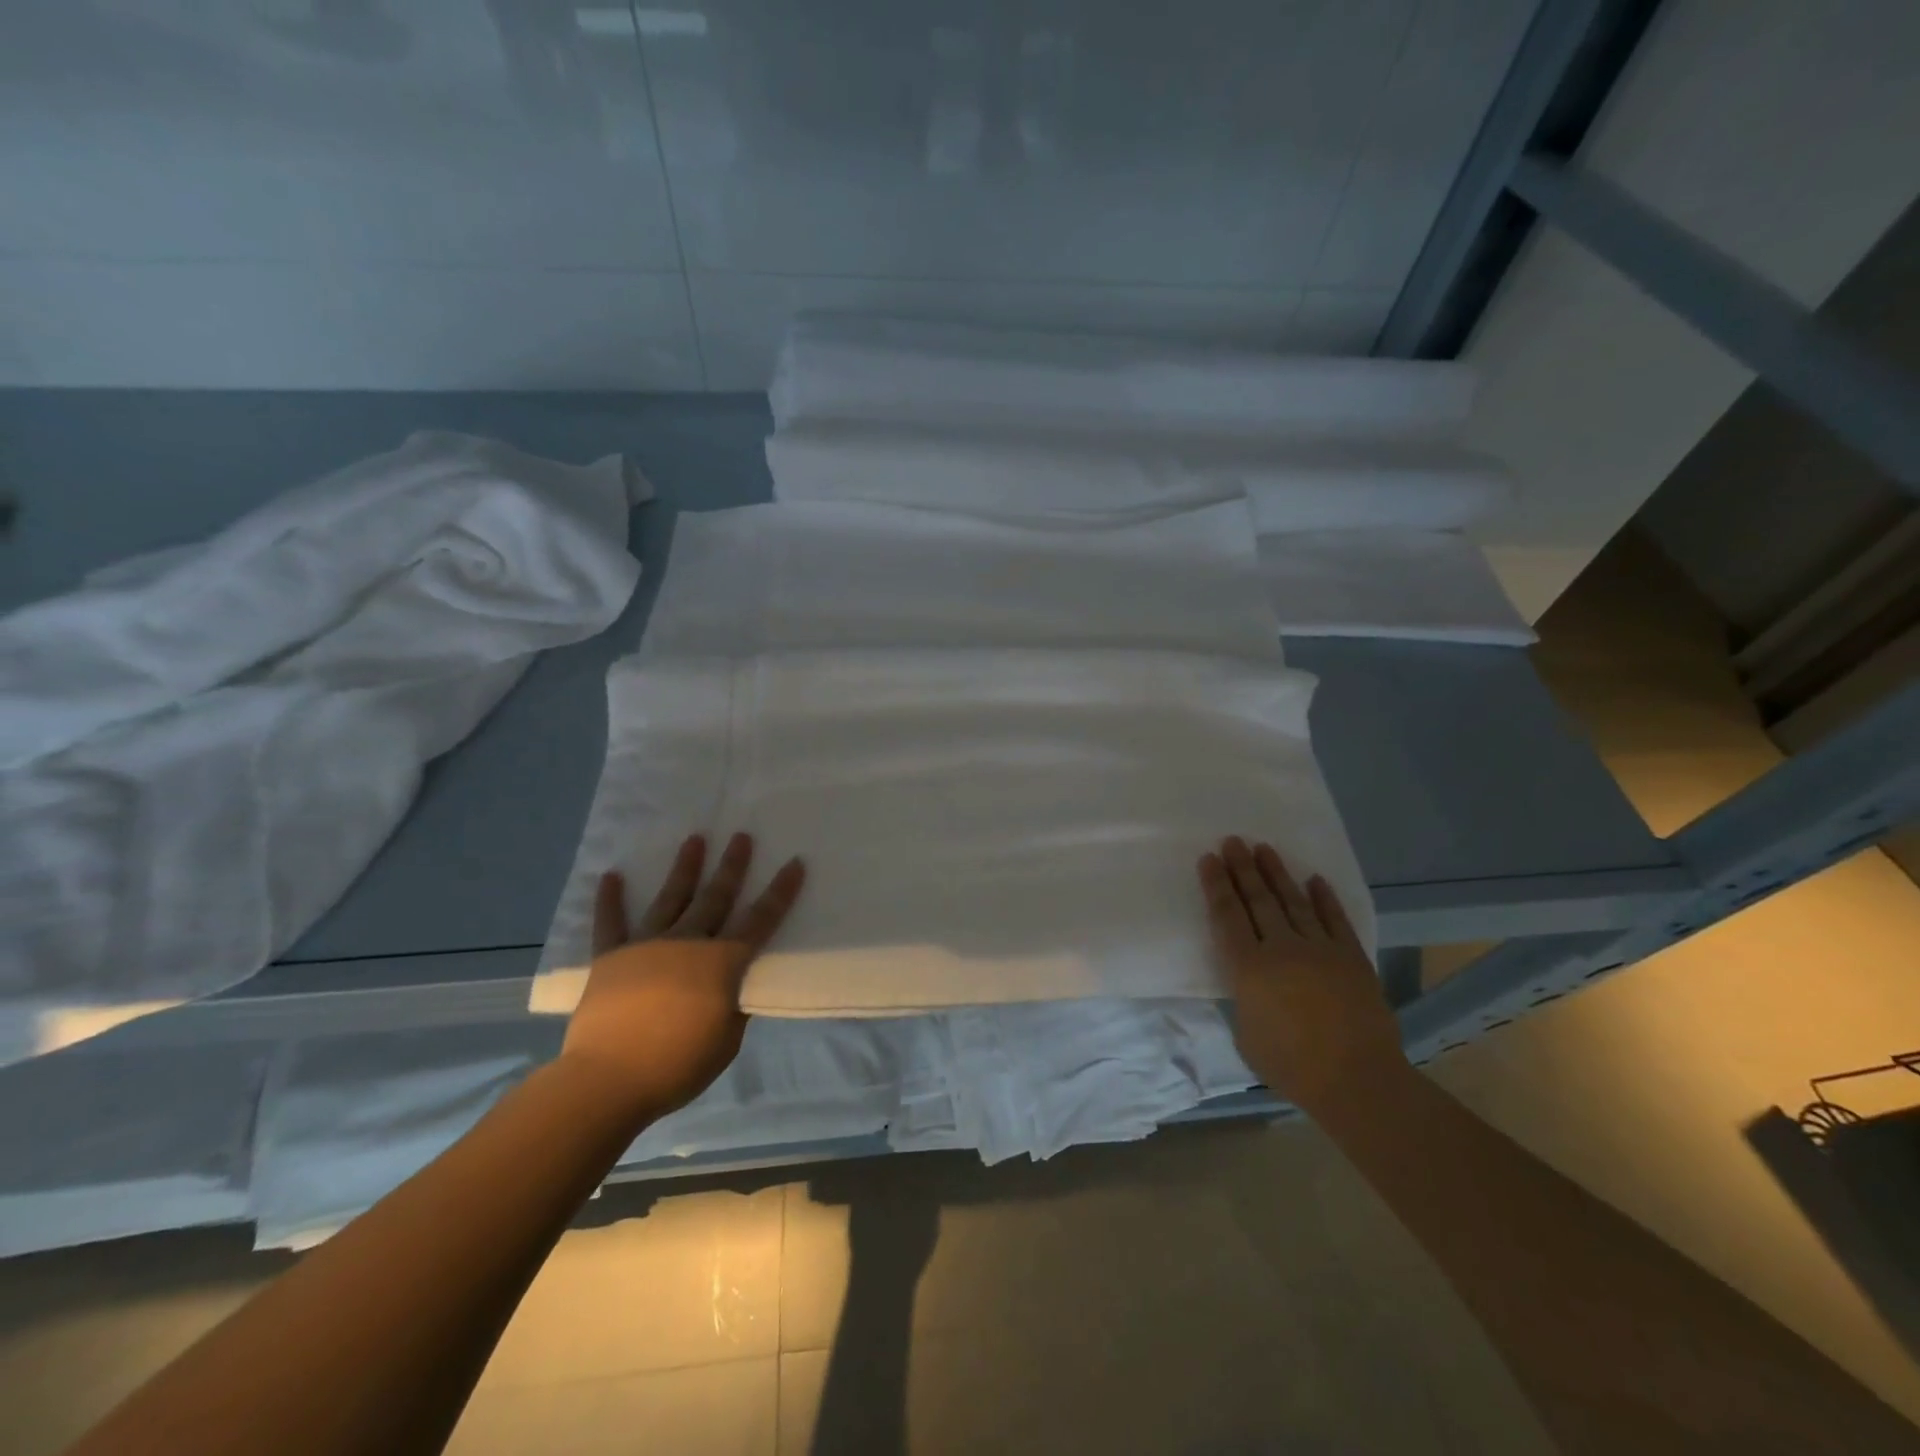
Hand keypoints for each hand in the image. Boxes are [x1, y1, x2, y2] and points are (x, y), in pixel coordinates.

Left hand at [560, 832, 806, 1124]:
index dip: (780, 891)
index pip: (761, 919)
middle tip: (741, 836)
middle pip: (716, 897)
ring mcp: (647, 945)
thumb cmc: (677, 1064)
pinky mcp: (612, 957)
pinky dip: (610, 900)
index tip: (794, 862)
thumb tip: (734, 985)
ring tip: (694, 839)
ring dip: (685, 868)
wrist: (608, 1079)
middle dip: (732, 865)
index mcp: (722, 962)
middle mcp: (688, 941)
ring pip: (671, 898)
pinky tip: (611, 876)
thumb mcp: (726, 1041)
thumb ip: (734, 1006)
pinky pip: (611, 923)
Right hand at [1198, 836, 1403, 1111]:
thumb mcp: (1246, 1033)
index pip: (1227, 916)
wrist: (1358, 1081)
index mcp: (1249, 969)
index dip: (1216, 886)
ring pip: (1293, 902)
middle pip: (1258, 900)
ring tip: (1264, 848)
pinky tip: (1315, 880)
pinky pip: (1335, 920)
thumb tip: (1248, 979)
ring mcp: (1320, 949)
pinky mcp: (1352, 957)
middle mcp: (1282, 949)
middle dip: (1242, 869)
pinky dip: (1324, 899)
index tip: (1209, 859)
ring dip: (1277, 873)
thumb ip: (1244, 997)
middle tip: (1233, 841)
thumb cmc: (1291, 1066)